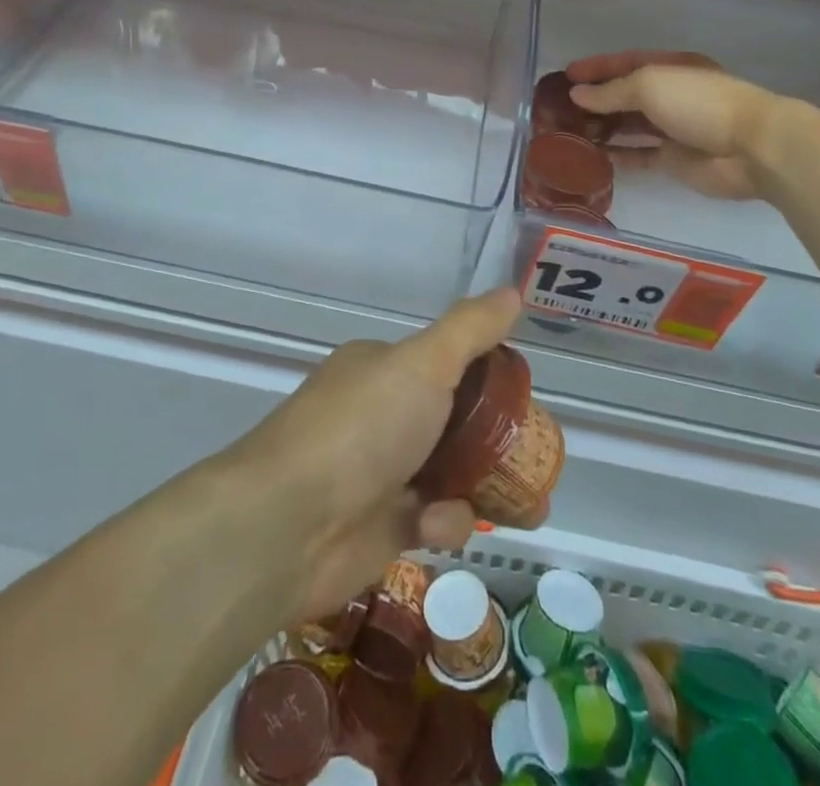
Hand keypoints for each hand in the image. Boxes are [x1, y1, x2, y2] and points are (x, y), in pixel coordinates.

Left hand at [231, 288, 522, 620]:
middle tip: (530, 455)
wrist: (289, 524)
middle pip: (451, 422)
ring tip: (524, 505)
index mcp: (381, 369)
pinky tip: (437, 525)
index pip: (443, 363)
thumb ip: (470, 330)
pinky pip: (431, 519)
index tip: (519, 395)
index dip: (484, 377)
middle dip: (492, 440)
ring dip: (480, 485)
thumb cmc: (362, 428)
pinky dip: (444, 522)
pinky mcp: (380, 527)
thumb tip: (512, 291)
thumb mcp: (423, 364)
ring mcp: (378, 472)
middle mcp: (378, 414)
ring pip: (448, 473)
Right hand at [565, 50, 789, 201]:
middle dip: (596, 99)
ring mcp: (674, 128)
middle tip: (561, 108)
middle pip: (626, 94)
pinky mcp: (675, 159)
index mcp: (670, 68)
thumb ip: (611, 91)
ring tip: (570, 132)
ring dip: (603, 127)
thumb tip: (577, 94)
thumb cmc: (699, 104)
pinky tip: (593, 157)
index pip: (626, 62)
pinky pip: (640, 155)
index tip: (566, 75)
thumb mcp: (649, 85)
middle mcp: (672, 94)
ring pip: (630, 125)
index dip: (596, 67)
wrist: (751, 148)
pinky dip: (618, 155)